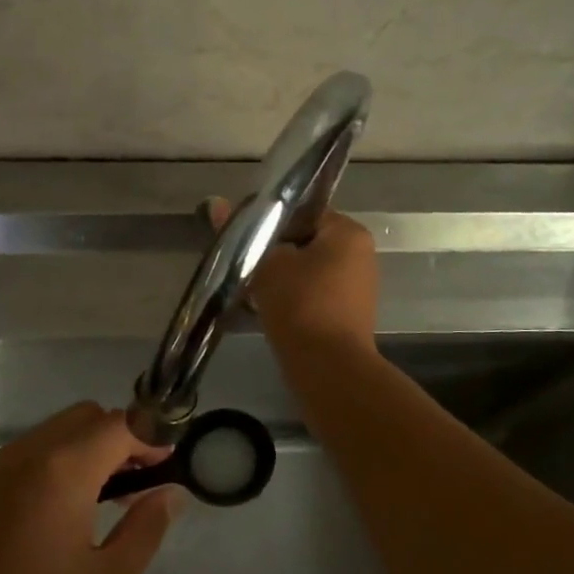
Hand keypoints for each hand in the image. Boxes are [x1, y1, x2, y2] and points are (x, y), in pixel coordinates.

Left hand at [0, 403, 179, 573]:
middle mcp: (23, 457)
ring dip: (87, 448)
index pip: (118, 424)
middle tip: (139, 483)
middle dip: (119, 437)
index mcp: (60, 472)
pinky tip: (62, 513)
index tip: (170, 466)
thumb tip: (171, 492)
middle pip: (84, 417)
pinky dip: (55, 463)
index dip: (151, 437)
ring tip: (105, 500)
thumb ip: (146, 527)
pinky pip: (25, 455)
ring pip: (53, 432)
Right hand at [207, 198, 378, 355]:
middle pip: (303, 242)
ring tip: (246, 286)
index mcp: (348, 232)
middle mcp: (359, 255)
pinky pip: (310, 296)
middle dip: (271, 252)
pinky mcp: (345, 316)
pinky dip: (288, 298)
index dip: (268, 220)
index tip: (240, 234)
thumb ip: (244, 233)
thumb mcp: (266, 264)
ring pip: (304, 271)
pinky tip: (261, 308)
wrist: (328, 370)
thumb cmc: (301, 305)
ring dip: (277, 277)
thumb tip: (215, 203)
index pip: (302, 211)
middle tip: (240, 261)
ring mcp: (355, 288)